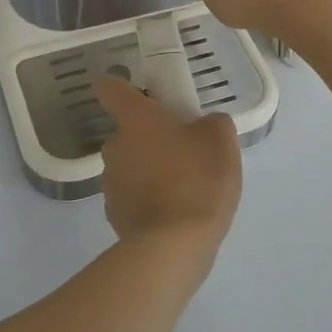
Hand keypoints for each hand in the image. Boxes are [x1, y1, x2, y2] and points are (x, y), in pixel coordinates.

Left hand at [96, 77, 240, 252]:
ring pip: (129, 165)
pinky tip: (174, 212)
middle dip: (149, 137)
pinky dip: (148, 199)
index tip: (140, 94)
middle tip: (182, 149)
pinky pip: (132, 196)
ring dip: (149, 169)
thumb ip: (212, 123)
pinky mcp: (114, 214)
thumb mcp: (221, 141)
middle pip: (126, 132)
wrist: (174, 245)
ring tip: (182, 187)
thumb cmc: (197, 180)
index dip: (122, 86)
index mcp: (136, 120)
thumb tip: (203, 125)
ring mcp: (110, 183)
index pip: (112, 89)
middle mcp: (115, 146)